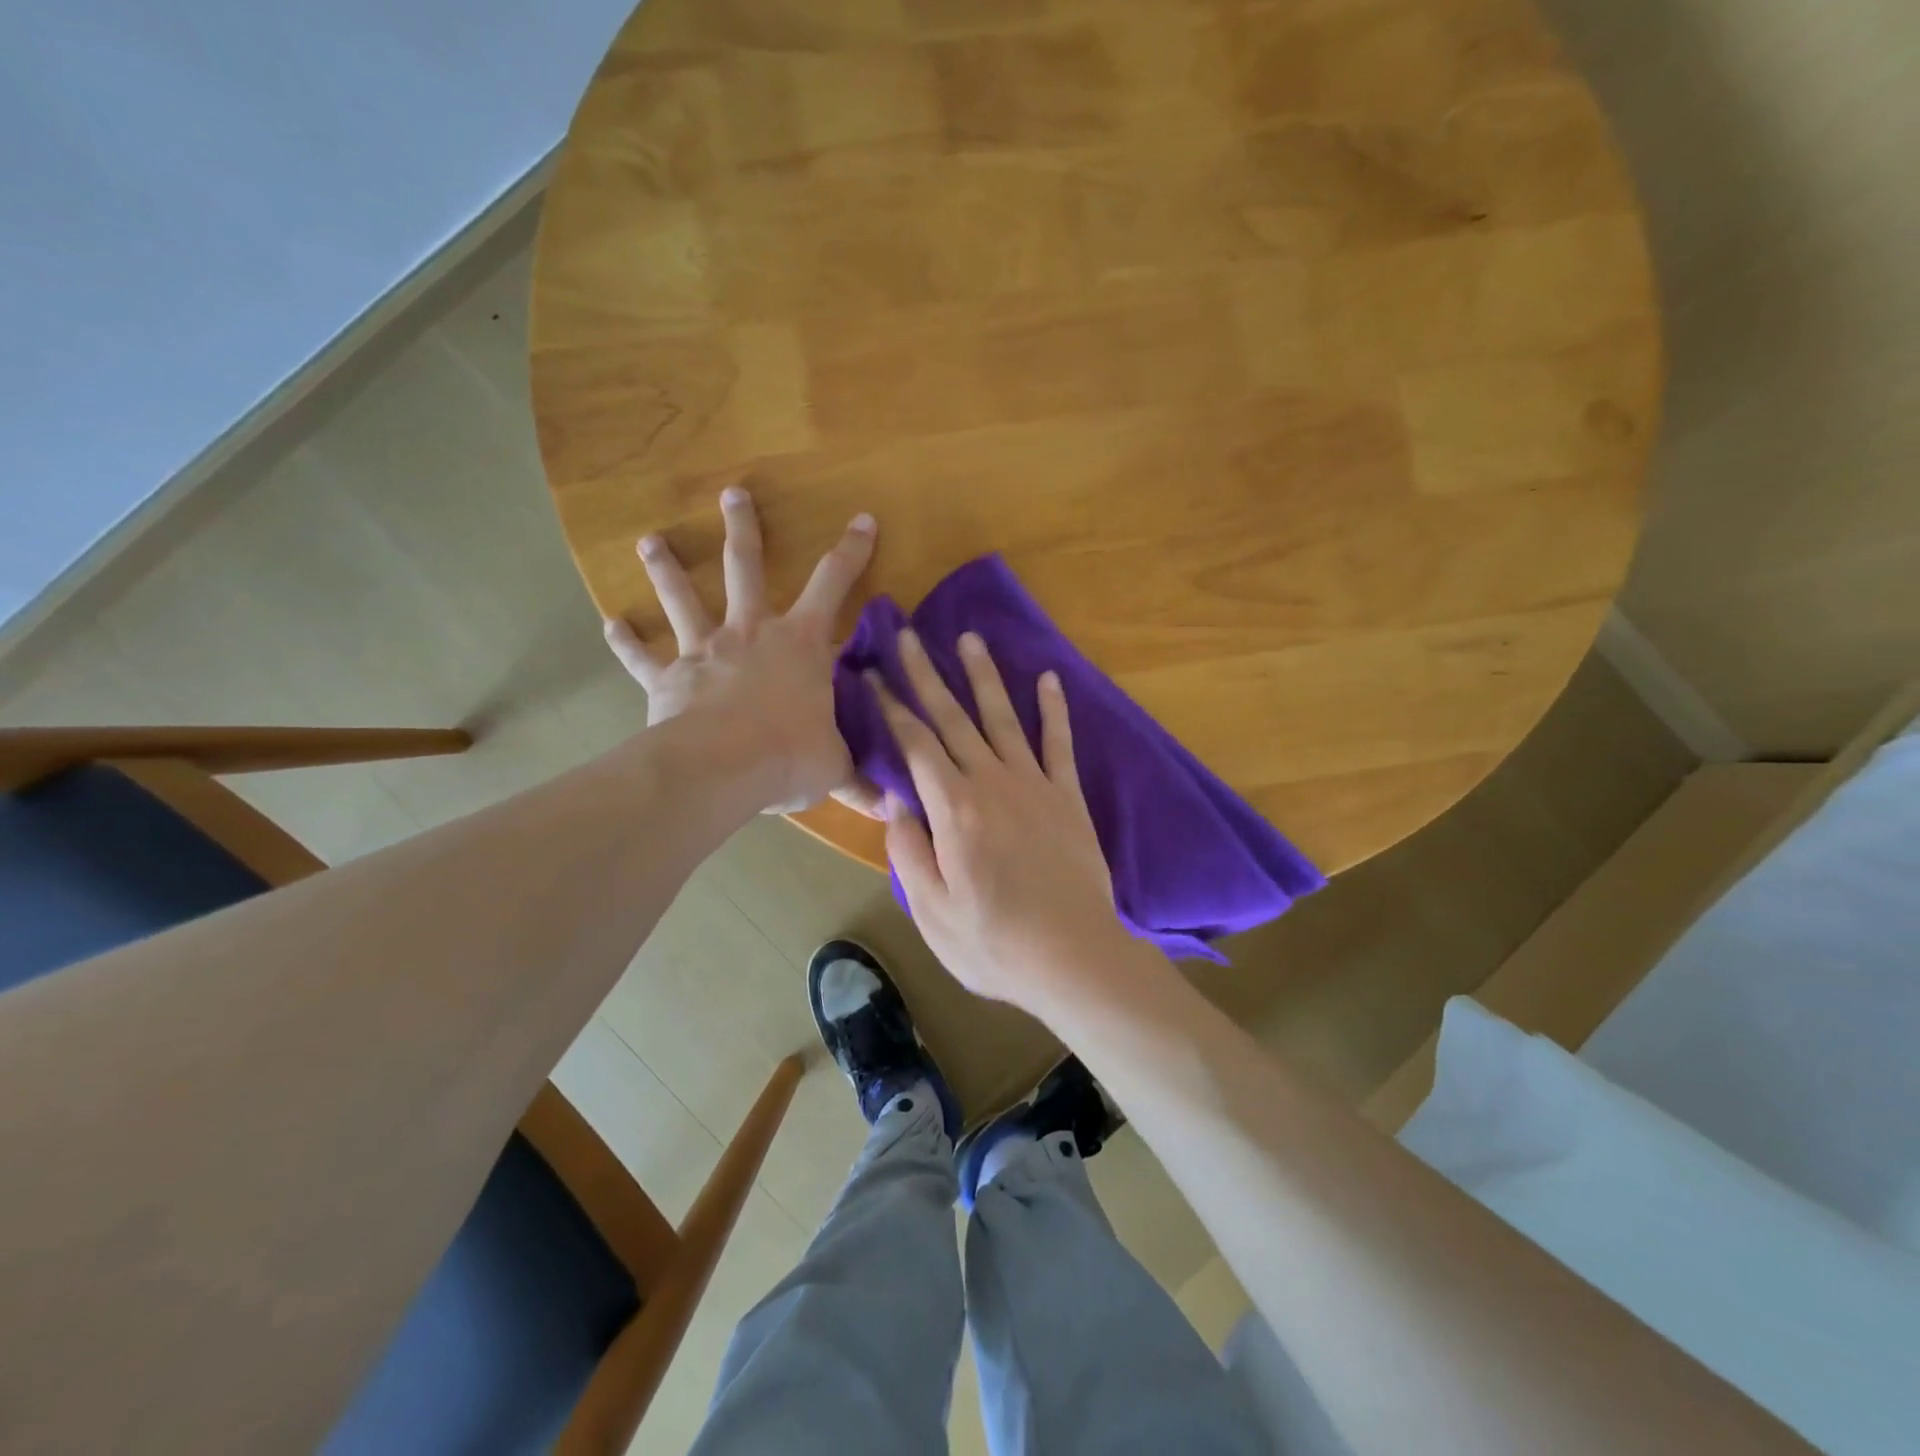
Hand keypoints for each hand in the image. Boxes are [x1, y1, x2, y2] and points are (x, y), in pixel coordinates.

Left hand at [604, 486, 881, 816]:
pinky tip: (610, 624)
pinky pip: (641, 656)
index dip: (850, 551)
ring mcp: (705, 650)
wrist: (721, 769)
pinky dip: (625, 641)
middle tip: (733, 493)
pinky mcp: (668, 678)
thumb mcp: (836, 766)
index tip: (861, 519)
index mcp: (800, 643)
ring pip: (683, 597)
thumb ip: (860, 779)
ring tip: (650, 541)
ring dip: (668, 567)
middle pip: (746, 566)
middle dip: (743, 527)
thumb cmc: (789, 755)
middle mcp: (751, 632)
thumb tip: (892, 806)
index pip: (833, 585)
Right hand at [870, 628, 1131, 1014]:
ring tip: (969, 639)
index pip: (915, 744)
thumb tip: (897, 801)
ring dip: (984, 676)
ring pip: (1003, 718)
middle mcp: (991, 783)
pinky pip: (1059, 743)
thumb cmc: (994, 943)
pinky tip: (1048, 678)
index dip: (891, 706)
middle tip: (909, 635)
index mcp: (953, 809)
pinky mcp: (1068, 797)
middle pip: (953, 718)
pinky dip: (1053, 709)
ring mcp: (1034, 785)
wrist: (1074, 957)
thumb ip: (908, 851)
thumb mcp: (931, 911)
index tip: (873, 674)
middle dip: (927, 674)